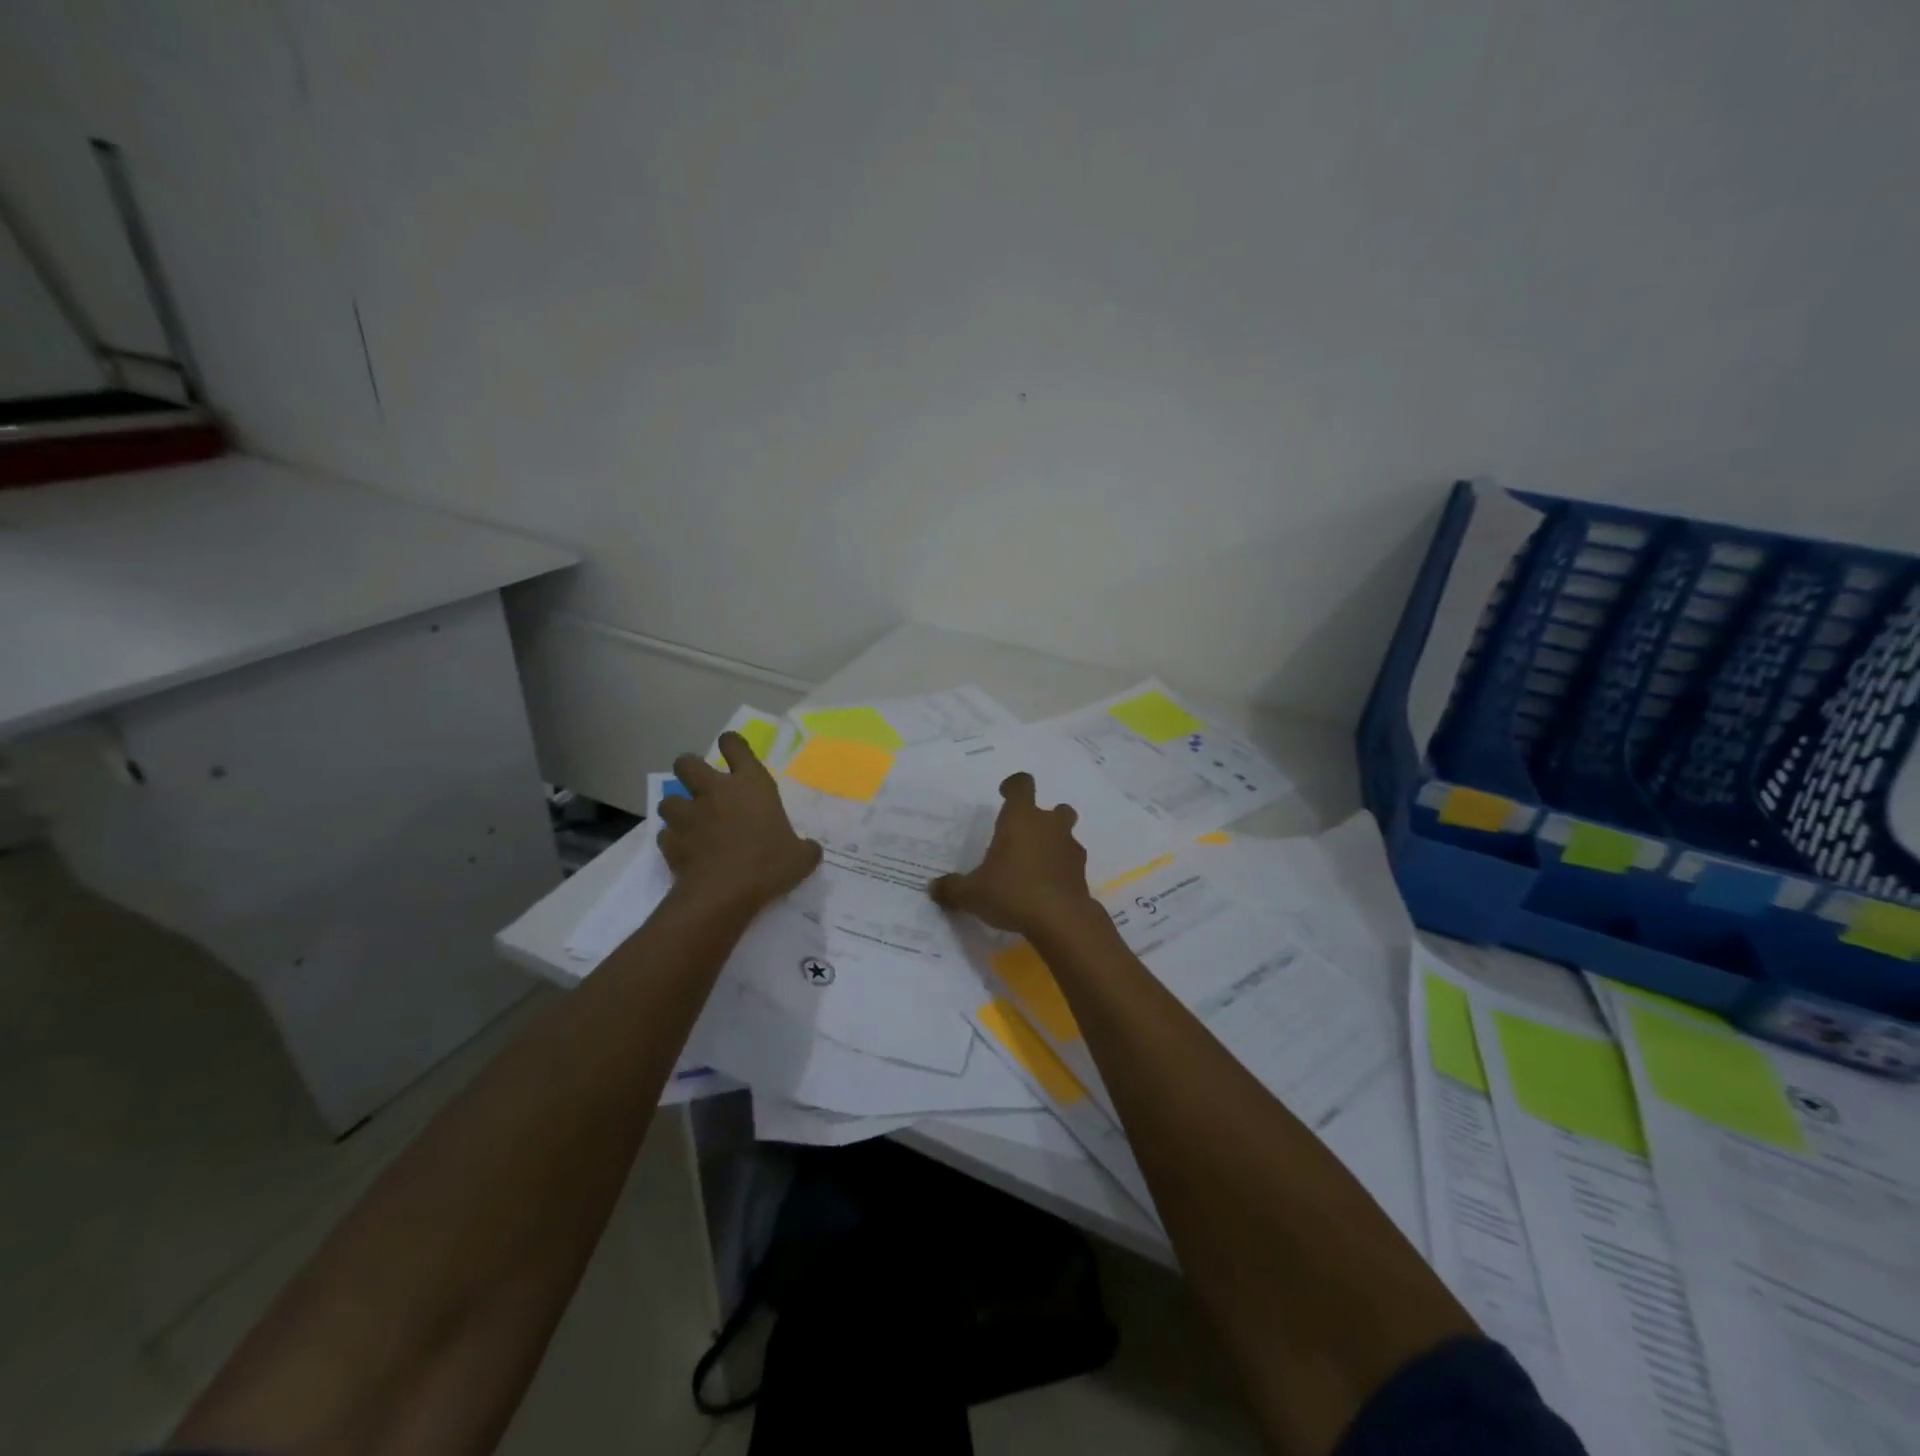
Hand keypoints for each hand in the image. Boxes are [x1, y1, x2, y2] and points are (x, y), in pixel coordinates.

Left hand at [658, 734, 822, 913]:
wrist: (723, 894)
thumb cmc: (768, 865)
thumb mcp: (801, 858)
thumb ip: (806, 848)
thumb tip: (811, 849)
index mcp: (750, 785)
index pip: (735, 747)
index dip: (731, 744)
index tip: (730, 747)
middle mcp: (715, 792)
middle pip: (687, 763)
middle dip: (689, 768)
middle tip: (699, 784)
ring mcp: (688, 815)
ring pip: (668, 799)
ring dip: (677, 807)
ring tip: (688, 820)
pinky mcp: (669, 841)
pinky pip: (665, 834)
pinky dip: (672, 840)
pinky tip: (683, 850)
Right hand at [929, 772, 1094, 936]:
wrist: (1060, 920)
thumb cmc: (1011, 892)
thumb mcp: (972, 894)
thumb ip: (952, 888)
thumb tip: (933, 888)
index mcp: (1021, 818)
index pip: (1022, 785)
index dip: (1013, 786)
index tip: (1004, 795)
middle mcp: (1049, 826)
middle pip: (1056, 809)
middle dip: (1044, 819)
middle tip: (1025, 838)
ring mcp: (1070, 848)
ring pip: (1066, 836)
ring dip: (1054, 845)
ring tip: (1034, 868)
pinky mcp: (1082, 874)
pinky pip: (1071, 864)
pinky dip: (1061, 871)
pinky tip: (1046, 890)